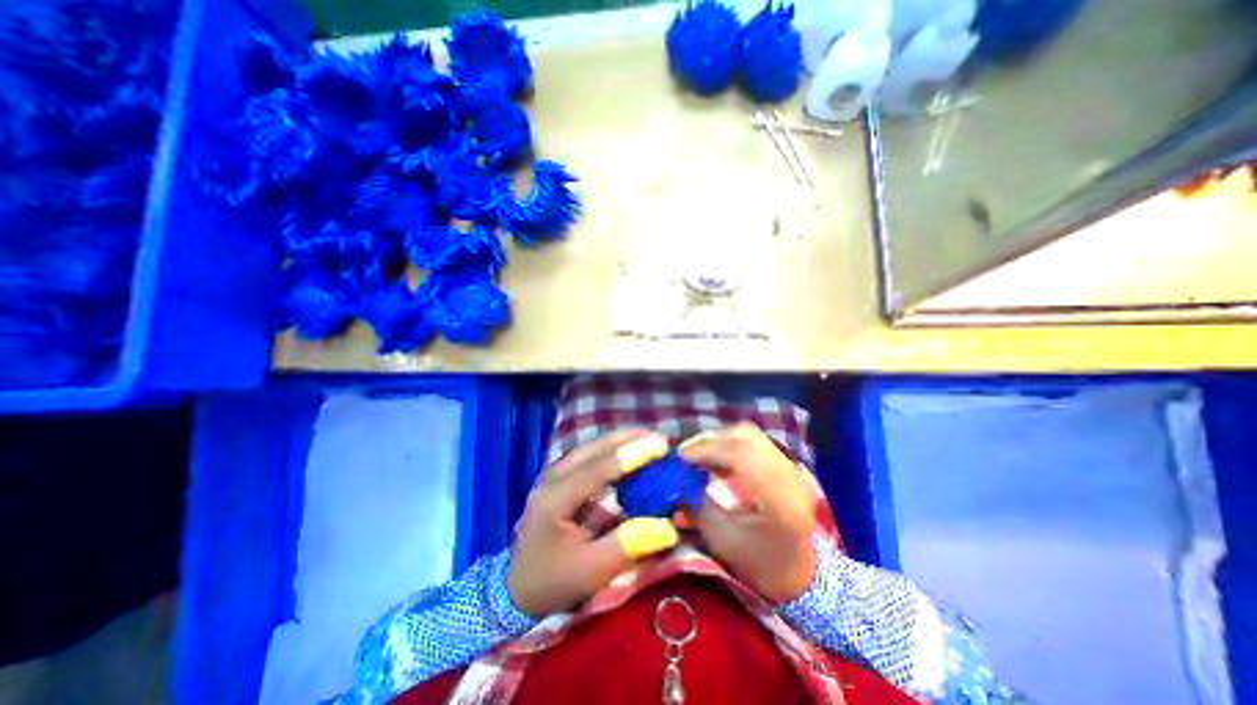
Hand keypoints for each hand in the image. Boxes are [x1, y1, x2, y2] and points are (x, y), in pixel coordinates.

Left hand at [508, 424, 682, 617]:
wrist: (517, 588)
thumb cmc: (553, 582)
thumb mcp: (591, 572)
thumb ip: (627, 546)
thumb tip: (668, 527)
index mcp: (555, 498)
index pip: (597, 468)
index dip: (630, 455)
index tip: (660, 445)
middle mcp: (553, 476)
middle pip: (593, 447)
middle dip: (628, 438)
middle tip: (661, 438)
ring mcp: (555, 473)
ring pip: (592, 446)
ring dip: (622, 441)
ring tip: (650, 439)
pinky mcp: (561, 476)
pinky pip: (591, 454)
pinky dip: (613, 449)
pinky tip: (630, 451)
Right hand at [677, 421, 815, 603]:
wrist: (800, 575)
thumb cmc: (759, 566)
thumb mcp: (721, 541)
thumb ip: (696, 506)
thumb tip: (674, 480)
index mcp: (780, 500)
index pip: (741, 455)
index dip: (706, 450)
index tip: (679, 458)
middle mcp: (790, 476)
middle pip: (746, 436)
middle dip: (710, 440)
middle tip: (687, 455)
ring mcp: (792, 467)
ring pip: (749, 434)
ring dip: (720, 440)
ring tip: (700, 457)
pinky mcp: (787, 464)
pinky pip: (754, 441)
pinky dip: (730, 444)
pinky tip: (717, 460)